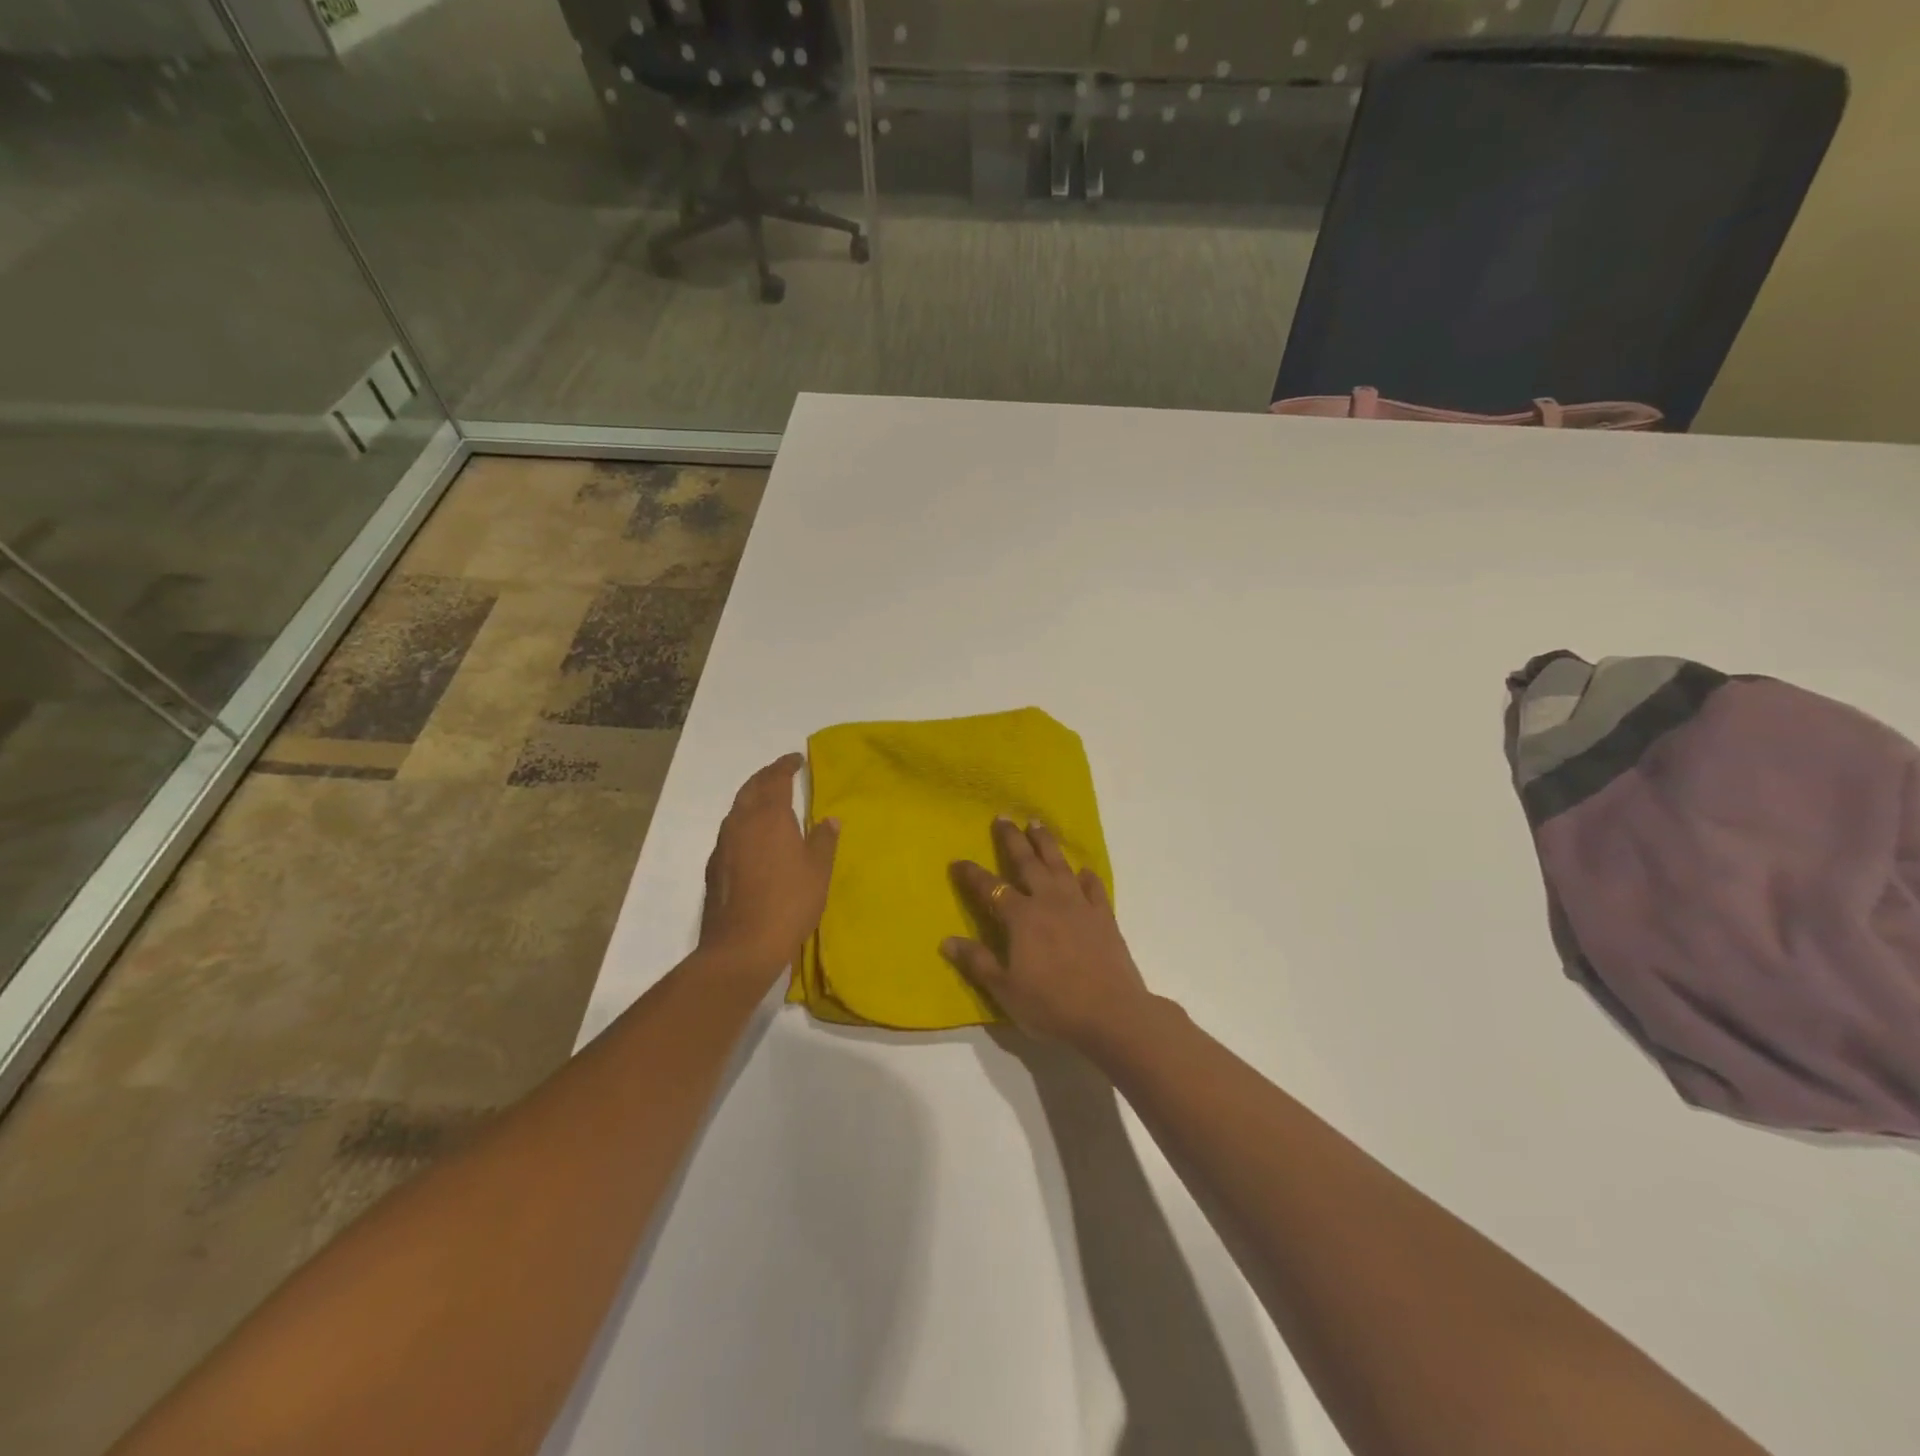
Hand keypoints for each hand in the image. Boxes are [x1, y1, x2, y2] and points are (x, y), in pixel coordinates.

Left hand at [699, 754, 838, 980]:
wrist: (742, 946)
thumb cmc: (789, 902)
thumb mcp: (818, 871)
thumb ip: (824, 840)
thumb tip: (829, 819)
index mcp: (769, 816)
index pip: (775, 779)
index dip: (785, 766)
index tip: (796, 759)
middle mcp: (741, 823)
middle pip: (751, 789)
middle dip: (766, 777)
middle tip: (781, 774)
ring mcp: (723, 845)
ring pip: (737, 810)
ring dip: (752, 799)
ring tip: (768, 802)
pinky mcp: (715, 868)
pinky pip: (730, 832)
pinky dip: (744, 823)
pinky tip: (753, 838)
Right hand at [945, 818, 1156, 1050]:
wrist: (1112, 1013)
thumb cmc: (1052, 1005)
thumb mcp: (1005, 989)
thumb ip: (977, 962)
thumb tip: (947, 940)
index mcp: (1021, 917)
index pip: (990, 889)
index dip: (971, 874)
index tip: (957, 861)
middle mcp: (1049, 901)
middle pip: (1027, 862)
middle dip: (1012, 839)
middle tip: (1003, 817)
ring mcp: (1079, 906)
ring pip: (1059, 865)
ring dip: (1046, 843)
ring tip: (1037, 824)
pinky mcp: (1104, 917)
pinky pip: (1093, 888)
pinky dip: (1086, 877)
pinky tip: (1083, 870)